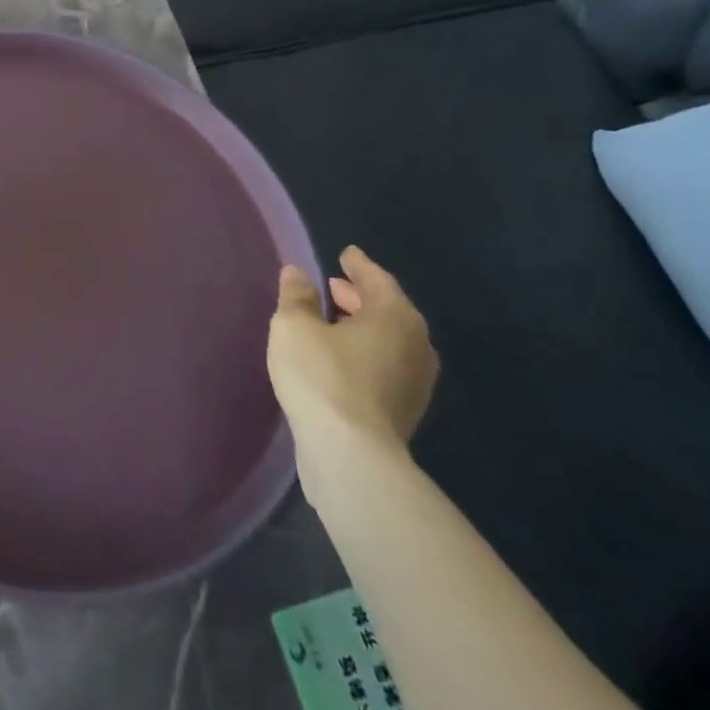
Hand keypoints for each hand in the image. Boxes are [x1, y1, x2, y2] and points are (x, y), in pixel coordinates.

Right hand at [268, 247, 438, 494]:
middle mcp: (415, 346)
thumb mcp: (294, 326)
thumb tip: (298, 273)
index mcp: (395, 317)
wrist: (351, 456)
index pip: (378, 280)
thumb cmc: (322, 376)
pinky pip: (385, 365)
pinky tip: (339, 357)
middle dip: (359, 297)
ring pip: (388, 341)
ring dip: (362, 327)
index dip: (359, 266)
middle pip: (388, 311)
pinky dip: (365, 352)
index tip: (346, 254)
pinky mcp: (404, 411)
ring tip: (332, 321)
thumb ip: (297, 296)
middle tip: (333, 286)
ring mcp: (415, 383)